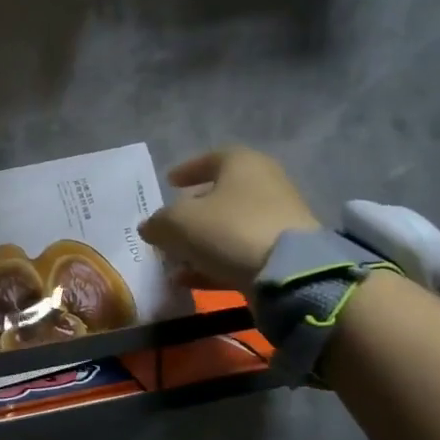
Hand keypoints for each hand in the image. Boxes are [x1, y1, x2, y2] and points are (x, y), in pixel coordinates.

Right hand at [137, 146, 319, 294]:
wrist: (289, 271)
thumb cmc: (228, 229)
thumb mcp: (177, 223)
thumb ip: (158, 223)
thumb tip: (149, 227)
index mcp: (242, 164)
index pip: (211, 158)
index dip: (187, 170)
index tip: (169, 182)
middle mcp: (265, 184)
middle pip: (221, 195)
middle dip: (192, 212)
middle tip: (170, 226)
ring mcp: (277, 220)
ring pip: (229, 227)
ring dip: (200, 243)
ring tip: (174, 260)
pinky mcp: (283, 253)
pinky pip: (241, 253)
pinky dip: (215, 263)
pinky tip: (190, 280)